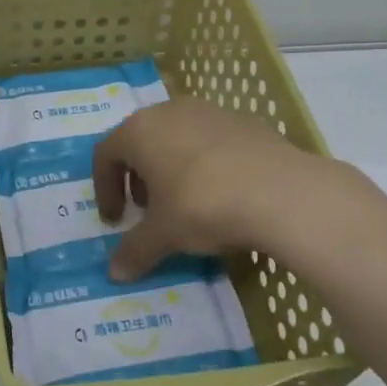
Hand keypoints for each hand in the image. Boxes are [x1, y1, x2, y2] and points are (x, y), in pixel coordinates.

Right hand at [92, 98, 316, 280]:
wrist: (281, 192)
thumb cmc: (204, 206)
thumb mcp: (164, 235)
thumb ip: (135, 251)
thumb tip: (114, 274)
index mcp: (140, 131)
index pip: (106, 154)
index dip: (104, 189)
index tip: (115, 220)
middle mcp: (170, 111)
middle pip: (141, 141)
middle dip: (138, 177)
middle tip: (147, 210)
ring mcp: (210, 111)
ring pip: (177, 137)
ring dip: (171, 168)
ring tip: (184, 202)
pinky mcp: (245, 120)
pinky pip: (211, 141)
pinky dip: (205, 163)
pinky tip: (223, 193)